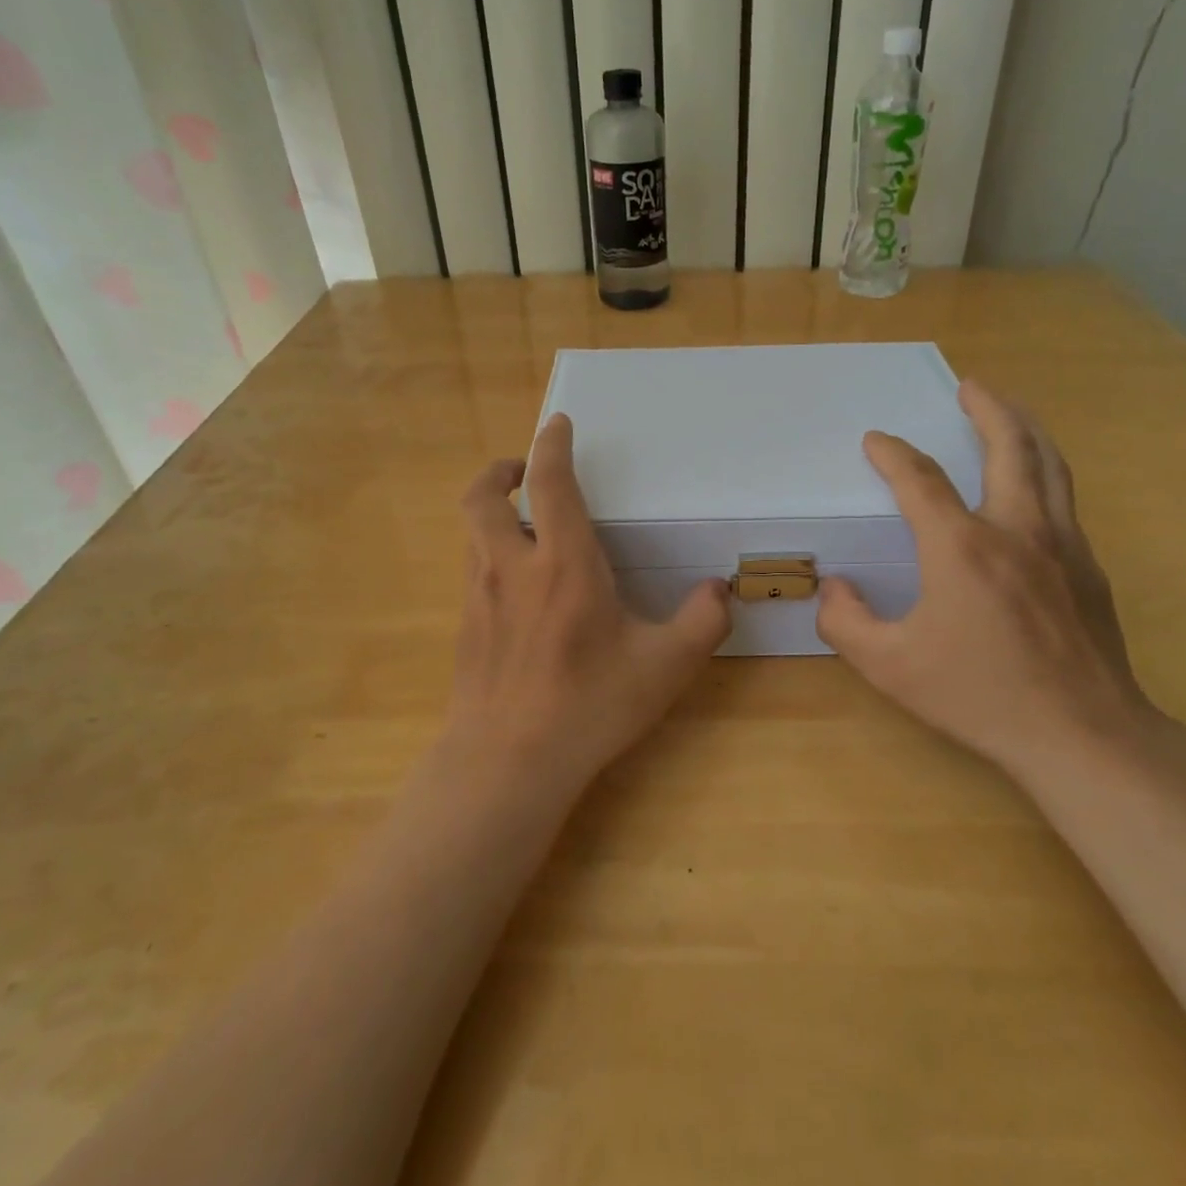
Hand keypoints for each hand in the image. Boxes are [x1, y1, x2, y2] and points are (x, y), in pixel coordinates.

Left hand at [447, 413, 731, 788]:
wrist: (506, 762)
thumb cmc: (589, 706)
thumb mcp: (664, 667)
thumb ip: (702, 622)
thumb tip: (720, 590)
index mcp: (564, 563)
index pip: (549, 482)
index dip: (552, 443)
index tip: (557, 423)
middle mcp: (513, 567)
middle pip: (483, 496)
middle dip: (499, 470)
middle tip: (523, 470)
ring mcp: (479, 596)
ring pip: (472, 532)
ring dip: (492, 512)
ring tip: (523, 524)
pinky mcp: (465, 626)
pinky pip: (472, 570)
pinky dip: (489, 554)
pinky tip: (517, 587)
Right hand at [817, 382, 1152, 776]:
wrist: (1081, 734)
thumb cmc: (978, 695)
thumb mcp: (889, 666)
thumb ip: (846, 622)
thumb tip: (835, 588)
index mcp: (961, 547)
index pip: (920, 480)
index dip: (893, 454)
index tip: (876, 441)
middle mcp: (1015, 529)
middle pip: (1009, 445)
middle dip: (987, 407)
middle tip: (970, 386)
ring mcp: (1062, 544)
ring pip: (1049, 464)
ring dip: (1025, 428)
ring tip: (1008, 410)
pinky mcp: (1089, 567)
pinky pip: (1063, 499)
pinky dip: (1044, 471)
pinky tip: (1032, 487)